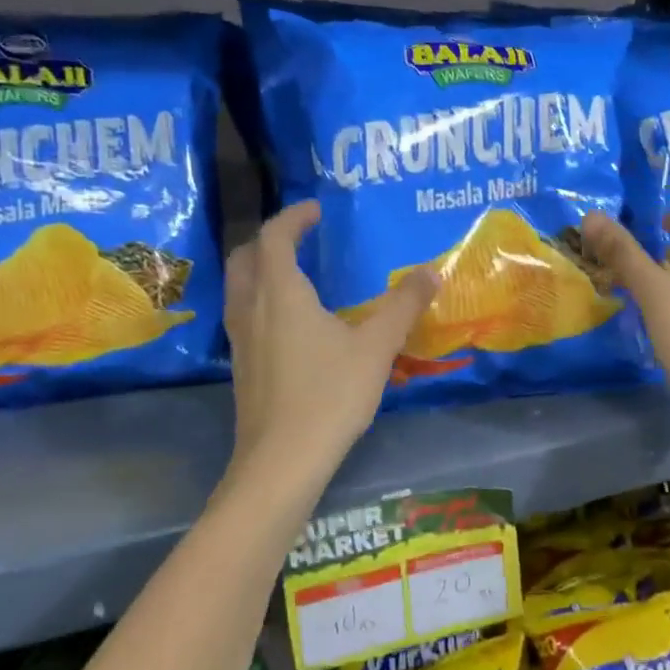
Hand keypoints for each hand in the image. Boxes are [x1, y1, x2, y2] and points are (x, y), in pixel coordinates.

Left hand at [223, 201, 437, 477]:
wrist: (282, 459)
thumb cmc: (329, 394)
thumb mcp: (376, 347)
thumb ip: (403, 306)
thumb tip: (431, 272)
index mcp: (280, 292)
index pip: (275, 236)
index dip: (294, 217)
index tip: (317, 209)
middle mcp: (250, 307)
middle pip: (246, 256)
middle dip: (270, 239)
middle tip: (300, 238)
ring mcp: (240, 338)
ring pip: (239, 286)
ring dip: (260, 269)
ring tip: (295, 274)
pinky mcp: (241, 365)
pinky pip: (243, 314)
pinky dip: (261, 299)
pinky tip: (290, 323)